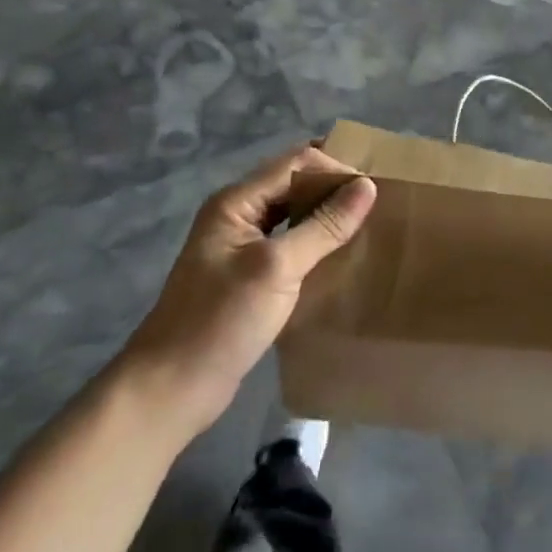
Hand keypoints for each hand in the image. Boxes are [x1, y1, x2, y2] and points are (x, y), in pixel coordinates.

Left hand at [124, 143, 376, 434]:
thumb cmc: (221, 321)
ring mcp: (240, 247)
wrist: (171, 388)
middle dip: (333, 188)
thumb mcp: (277, 268)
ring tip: (368, 225)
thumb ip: (323, 226)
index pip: (295, 163)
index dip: (335, 169)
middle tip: (379, 203)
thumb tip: (367, 186)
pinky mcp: (248, 277)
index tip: (375, 190)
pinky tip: (342, 256)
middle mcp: (237, 215)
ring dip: (326, 216)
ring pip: (293, 215)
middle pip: (293, 184)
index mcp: (236, 202)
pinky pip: (289, 245)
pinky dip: (316, 243)